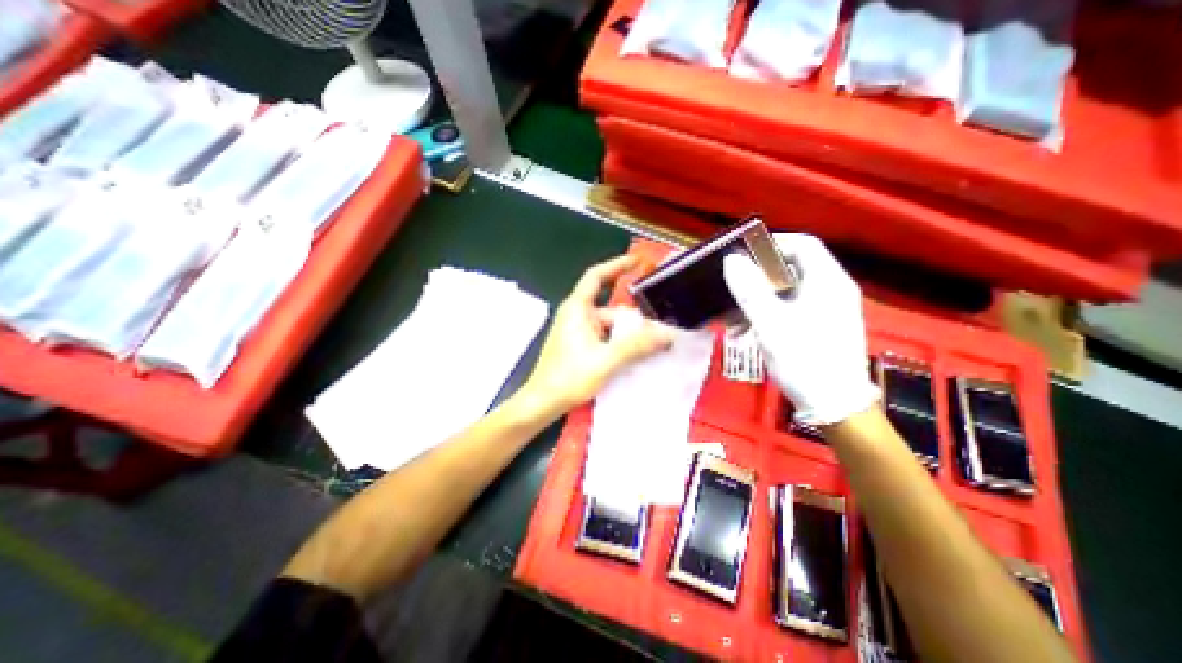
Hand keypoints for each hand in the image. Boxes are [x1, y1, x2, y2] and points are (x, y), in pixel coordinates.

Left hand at [519, 257, 672, 416]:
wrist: (543, 402)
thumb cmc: (569, 377)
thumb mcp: (606, 360)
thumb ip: (637, 346)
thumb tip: (666, 335)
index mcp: (577, 309)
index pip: (597, 276)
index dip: (618, 264)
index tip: (639, 261)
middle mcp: (577, 315)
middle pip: (611, 307)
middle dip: (634, 317)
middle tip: (660, 327)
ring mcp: (578, 331)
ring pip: (610, 325)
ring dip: (629, 333)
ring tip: (653, 344)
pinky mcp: (580, 346)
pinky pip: (605, 337)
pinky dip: (620, 342)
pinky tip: (636, 355)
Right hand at [720, 236, 874, 426]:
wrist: (835, 407)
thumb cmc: (805, 361)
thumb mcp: (771, 324)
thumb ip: (750, 291)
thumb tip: (732, 260)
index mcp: (827, 281)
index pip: (801, 245)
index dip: (770, 245)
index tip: (741, 257)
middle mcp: (830, 290)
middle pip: (790, 269)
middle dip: (756, 280)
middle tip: (731, 293)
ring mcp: (826, 309)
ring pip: (785, 292)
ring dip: (757, 302)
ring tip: (733, 321)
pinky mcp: (818, 327)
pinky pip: (788, 310)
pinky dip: (766, 315)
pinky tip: (746, 333)